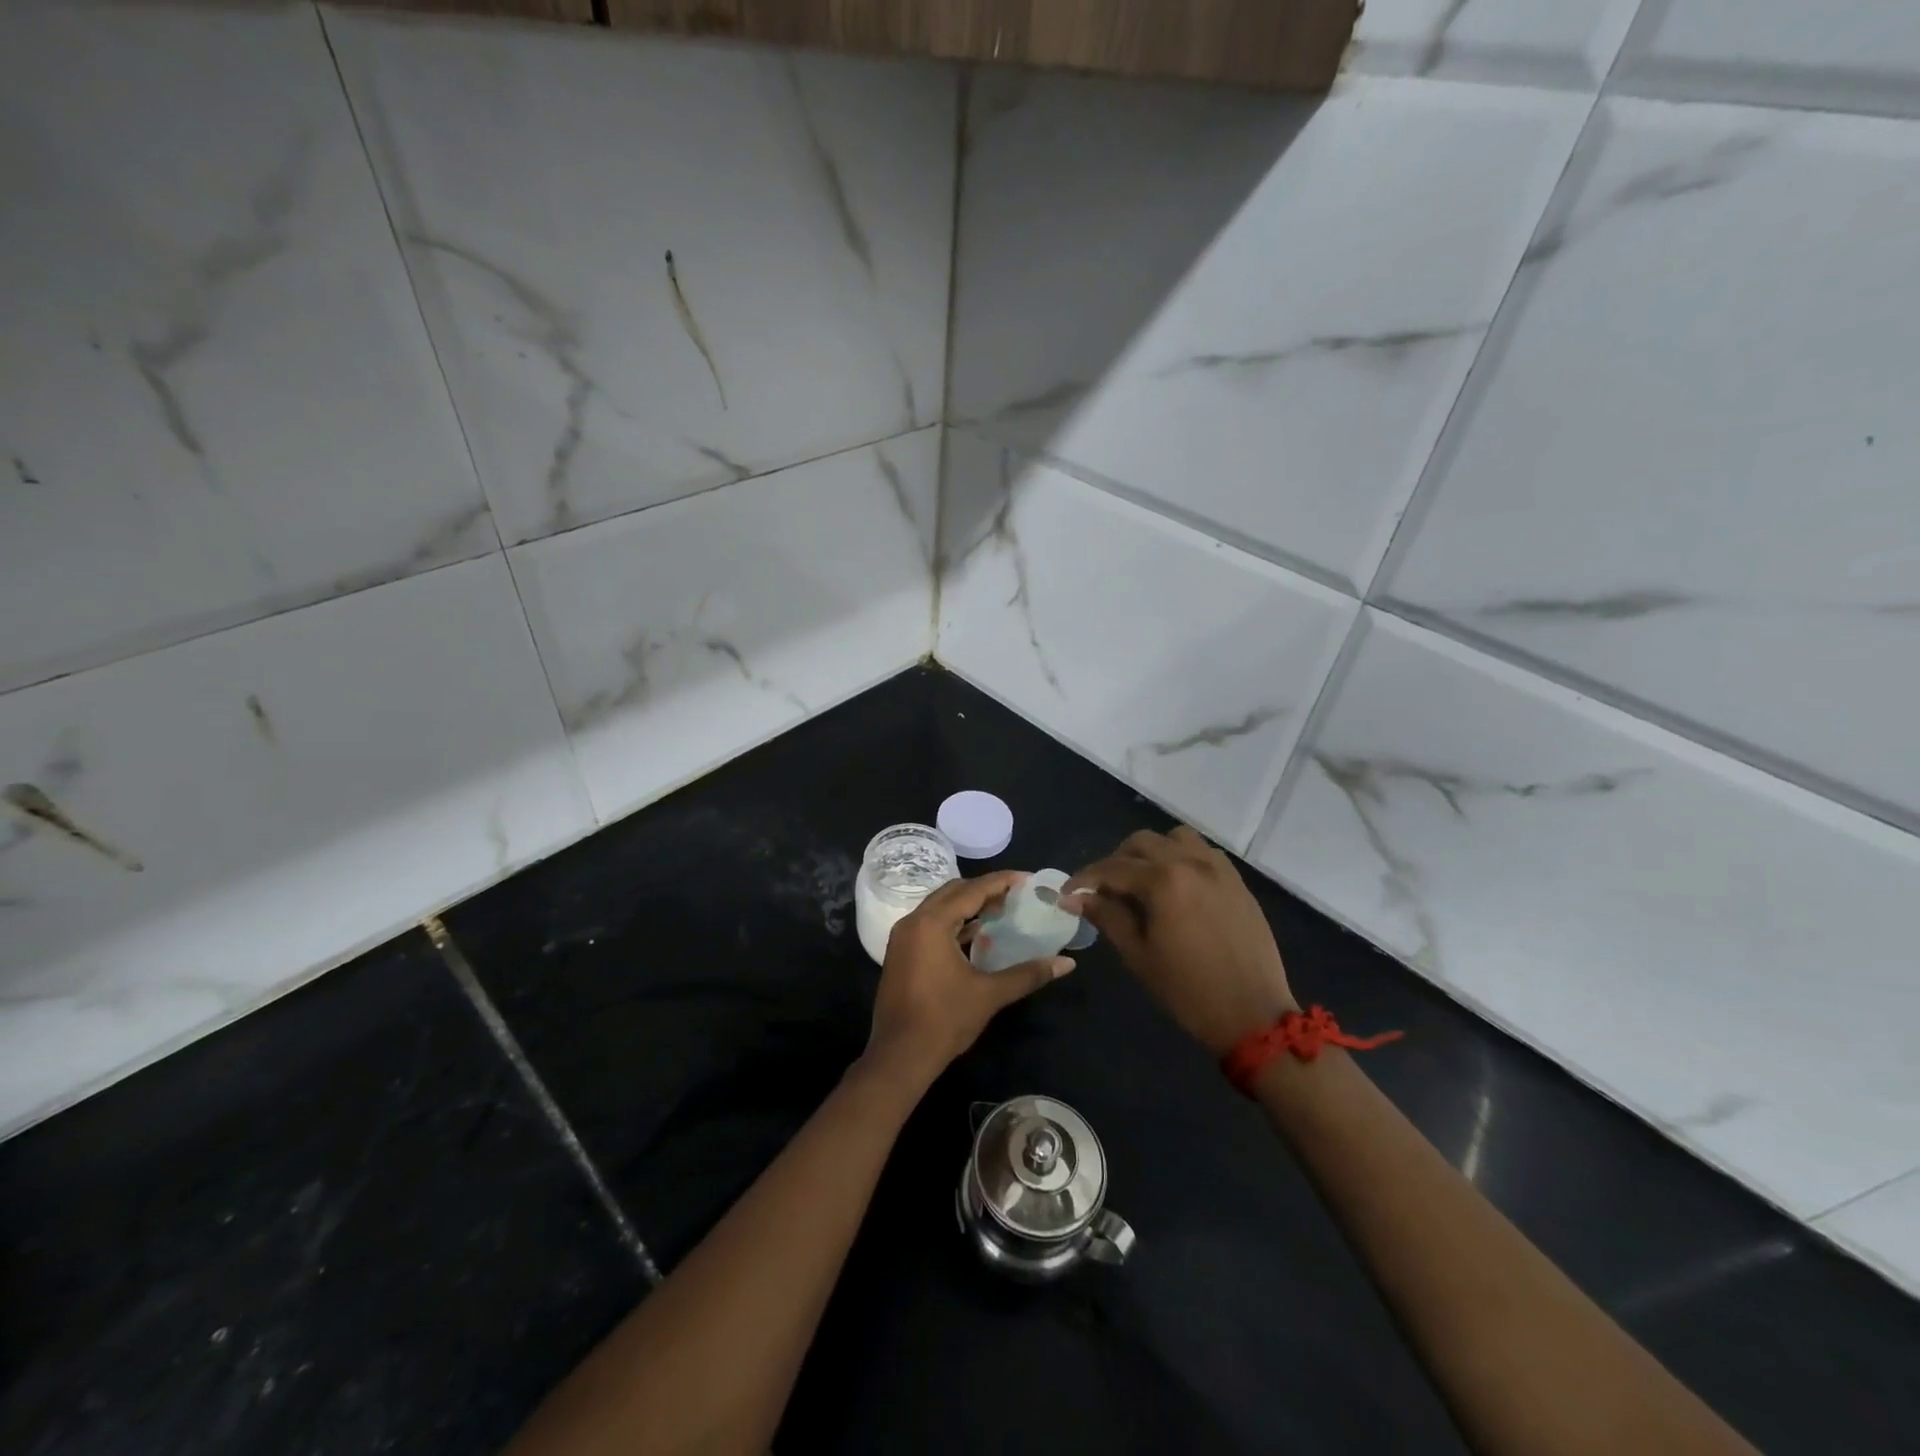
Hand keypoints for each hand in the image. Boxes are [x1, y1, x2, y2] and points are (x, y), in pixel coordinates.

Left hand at [865, 871, 1073, 1089]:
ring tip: (1001, 910)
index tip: (1027, 879)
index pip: (972, 890)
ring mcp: (903, 937)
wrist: (899, 1056)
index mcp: (932, 923)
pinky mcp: (901, 953)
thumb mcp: (990, 994)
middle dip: (984, 890)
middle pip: (953, 892)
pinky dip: (953, 922)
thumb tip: (1067, 963)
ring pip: (939, 907)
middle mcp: (913, 921)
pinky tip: (976, 934)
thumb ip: (1028, 973)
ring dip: (968, 905)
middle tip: (1016, 894)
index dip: (1001, 882)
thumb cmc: (944, 1020)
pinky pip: (930, 924)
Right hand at [1065, 827, 1295, 1056]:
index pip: (1112, 868)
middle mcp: (1191, 862)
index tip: (1068, 894)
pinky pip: (1203, 853)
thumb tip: (1075, 897)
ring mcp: (1219, 869)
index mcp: (1164, 881)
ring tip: (1143, 882)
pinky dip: (1182, 858)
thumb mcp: (1138, 955)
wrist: (1253, 1016)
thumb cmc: (1188, 991)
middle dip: (1117, 861)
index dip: (1084, 879)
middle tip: (1105, 890)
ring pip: (1175, 838)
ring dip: (1152, 852)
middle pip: (1142, 842)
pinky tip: (1177, 887)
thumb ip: (1107, 916)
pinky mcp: (1237, 882)